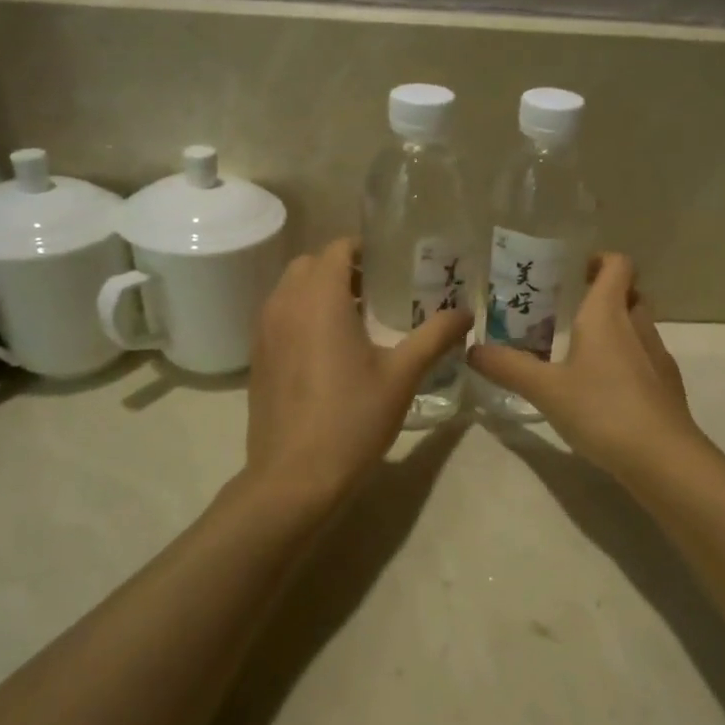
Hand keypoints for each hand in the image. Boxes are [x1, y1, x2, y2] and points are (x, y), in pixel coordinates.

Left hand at [245, 237, 472, 502]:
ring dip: (320, 290)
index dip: (364, 248)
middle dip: (342, 267)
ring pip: (291, 289)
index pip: (337, 248)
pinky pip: (280, 315)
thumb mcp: (402, 375)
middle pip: (311, 264)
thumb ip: (435, 336)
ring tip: (357, 317)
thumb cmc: (352, 419)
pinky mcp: (258, 357)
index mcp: (320, 299)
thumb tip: (466, 313)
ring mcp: (265, 331)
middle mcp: (285, 304)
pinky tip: (330, 348)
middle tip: (378, 288)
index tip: (392, 262)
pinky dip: (303, 314)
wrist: (294, 477)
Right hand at [468, 253, 711, 481]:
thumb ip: (508, 367)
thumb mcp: (545, 389)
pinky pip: (645, 358)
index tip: (575, 271)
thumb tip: (473, 349)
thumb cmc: (602, 409)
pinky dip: (626, 361)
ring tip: (581, 351)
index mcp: (609, 314)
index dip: (600, 259)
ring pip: (638, 327)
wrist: (662, 458)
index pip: (618, 265)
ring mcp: (657, 356)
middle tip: (570, 310)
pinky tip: (605, 389)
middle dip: (604, 295)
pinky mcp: (667, 386)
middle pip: (629, 293)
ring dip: (615, 329)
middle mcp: (638, 326)